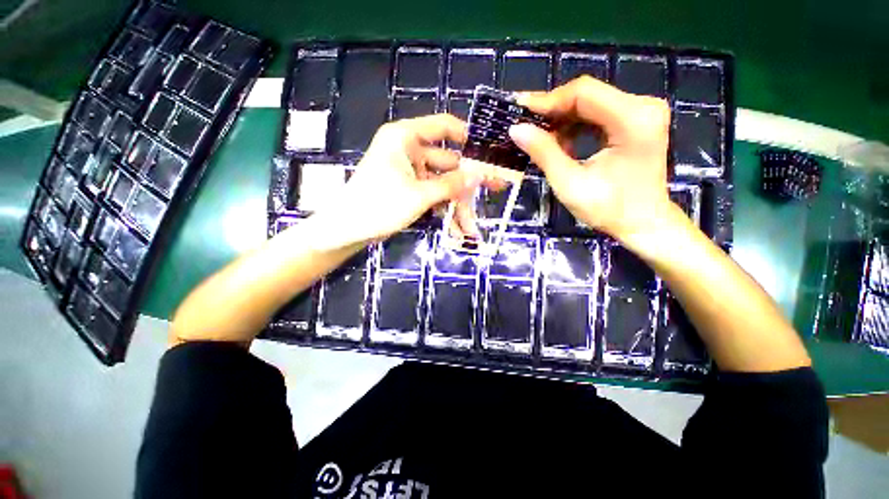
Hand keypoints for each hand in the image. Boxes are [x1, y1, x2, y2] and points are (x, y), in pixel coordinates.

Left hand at [322, 114, 481, 245]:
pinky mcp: (408, 189)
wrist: (347, 230)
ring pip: (441, 182)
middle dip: (467, 182)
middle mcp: (408, 150)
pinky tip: (457, 229)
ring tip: (472, 225)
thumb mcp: (420, 195)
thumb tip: (480, 175)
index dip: (467, 136)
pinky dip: (443, 209)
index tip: (487, 151)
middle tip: (495, 189)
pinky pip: (432, 194)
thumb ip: (451, 184)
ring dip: (456, 203)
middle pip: (447, 161)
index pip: (443, 126)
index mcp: (406, 138)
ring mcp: (409, 171)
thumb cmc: (380, 205)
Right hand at [508, 76, 678, 247]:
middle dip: (552, 110)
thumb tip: (516, 129)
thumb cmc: (609, 209)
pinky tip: (560, 143)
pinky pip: (597, 114)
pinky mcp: (636, 121)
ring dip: (561, 119)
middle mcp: (642, 106)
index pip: (583, 93)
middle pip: (587, 94)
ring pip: (590, 103)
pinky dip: (574, 126)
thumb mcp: (570, 184)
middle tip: (524, 124)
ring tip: (538, 137)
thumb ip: (544, 153)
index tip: (519, 110)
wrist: (643, 223)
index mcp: (633, 120)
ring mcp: (641, 112)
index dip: (547, 100)